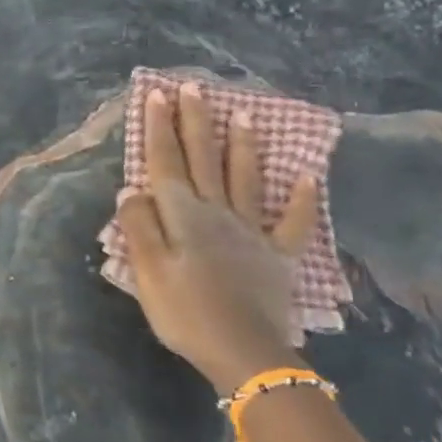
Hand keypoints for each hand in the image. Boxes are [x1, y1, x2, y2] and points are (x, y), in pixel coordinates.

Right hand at [113, 84, 321, 394]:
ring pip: (245, 179)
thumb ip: (140, 227)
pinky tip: (308, 177)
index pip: (167, 163)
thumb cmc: (186, 312)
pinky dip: (302, 199)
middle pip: (204, 160)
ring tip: (244, 114)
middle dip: (196, 123)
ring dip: (242, 146)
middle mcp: (217, 214)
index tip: (156, 95)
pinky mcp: (275, 257)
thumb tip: (133, 189)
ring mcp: (250, 233)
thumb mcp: (148, 271)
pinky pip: (292, 223)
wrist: (245, 353)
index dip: (159, 129)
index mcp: (183, 216)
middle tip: (193, 88)